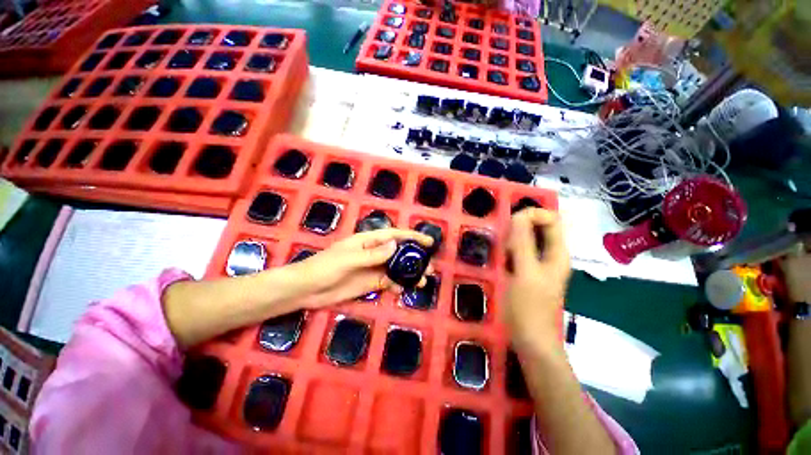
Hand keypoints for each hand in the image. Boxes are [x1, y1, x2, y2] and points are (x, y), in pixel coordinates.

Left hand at [289, 228, 434, 307]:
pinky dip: (397, 285)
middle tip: (430, 267)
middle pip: (399, 252)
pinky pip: (388, 282)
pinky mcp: (370, 283)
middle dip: (415, 258)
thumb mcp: (349, 258)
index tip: (429, 242)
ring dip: (409, 273)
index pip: (395, 235)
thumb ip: (373, 254)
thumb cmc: (325, 267)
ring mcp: (373, 268)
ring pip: (396, 268)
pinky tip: (403, 290)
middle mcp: (374, 253)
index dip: (412, 237)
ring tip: (422, 281)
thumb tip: (395, 245)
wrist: (307, 289)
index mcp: (369, 241)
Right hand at [504, 208, 570, 348]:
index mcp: (557, 253)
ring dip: (512, 240)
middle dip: (519, 228)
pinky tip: (501, 261)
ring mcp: (539, 265)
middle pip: (538, 228)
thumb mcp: (525, 271)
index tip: (512, 224)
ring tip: (501, 254)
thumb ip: (523, 242)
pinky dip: (509, 251)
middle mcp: (551, 256)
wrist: (531, 341)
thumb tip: (520, 214)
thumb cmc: (529, 307)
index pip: (551, 219)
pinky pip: (519, 253)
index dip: (533, 214)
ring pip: (526, 241)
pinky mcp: (527, 273)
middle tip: (504, 243)